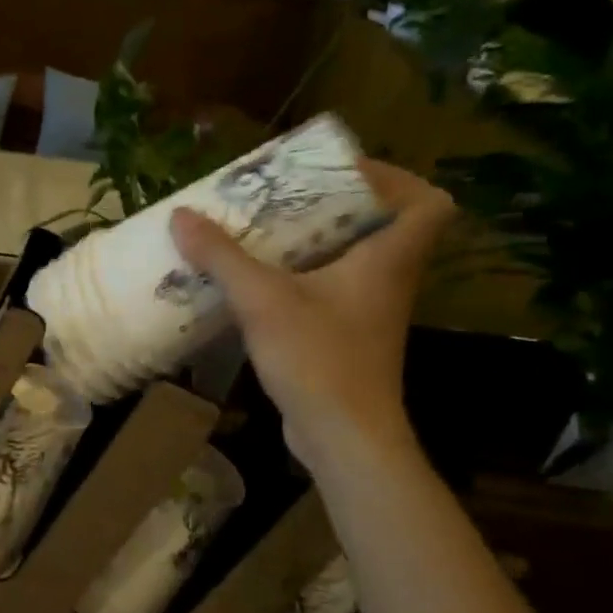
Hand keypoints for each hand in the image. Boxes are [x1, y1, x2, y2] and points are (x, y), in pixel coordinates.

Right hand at [168, 159, 453, 463]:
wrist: (342, 436)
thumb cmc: (318, 359)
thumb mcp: (263, 300)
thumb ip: (222, 257)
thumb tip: (182, 215)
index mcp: (388, 258)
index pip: (429, 202)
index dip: (398, 179)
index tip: (345, 175)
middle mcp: (389, 280)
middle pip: (384, 226)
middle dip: (339, 206)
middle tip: (290, 196)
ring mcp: (371, 313)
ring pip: (355, 261)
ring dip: (317, 243)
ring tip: (267, 232)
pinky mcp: (349, 339)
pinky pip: (333, 292)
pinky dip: (305, 280)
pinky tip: (261, 283)